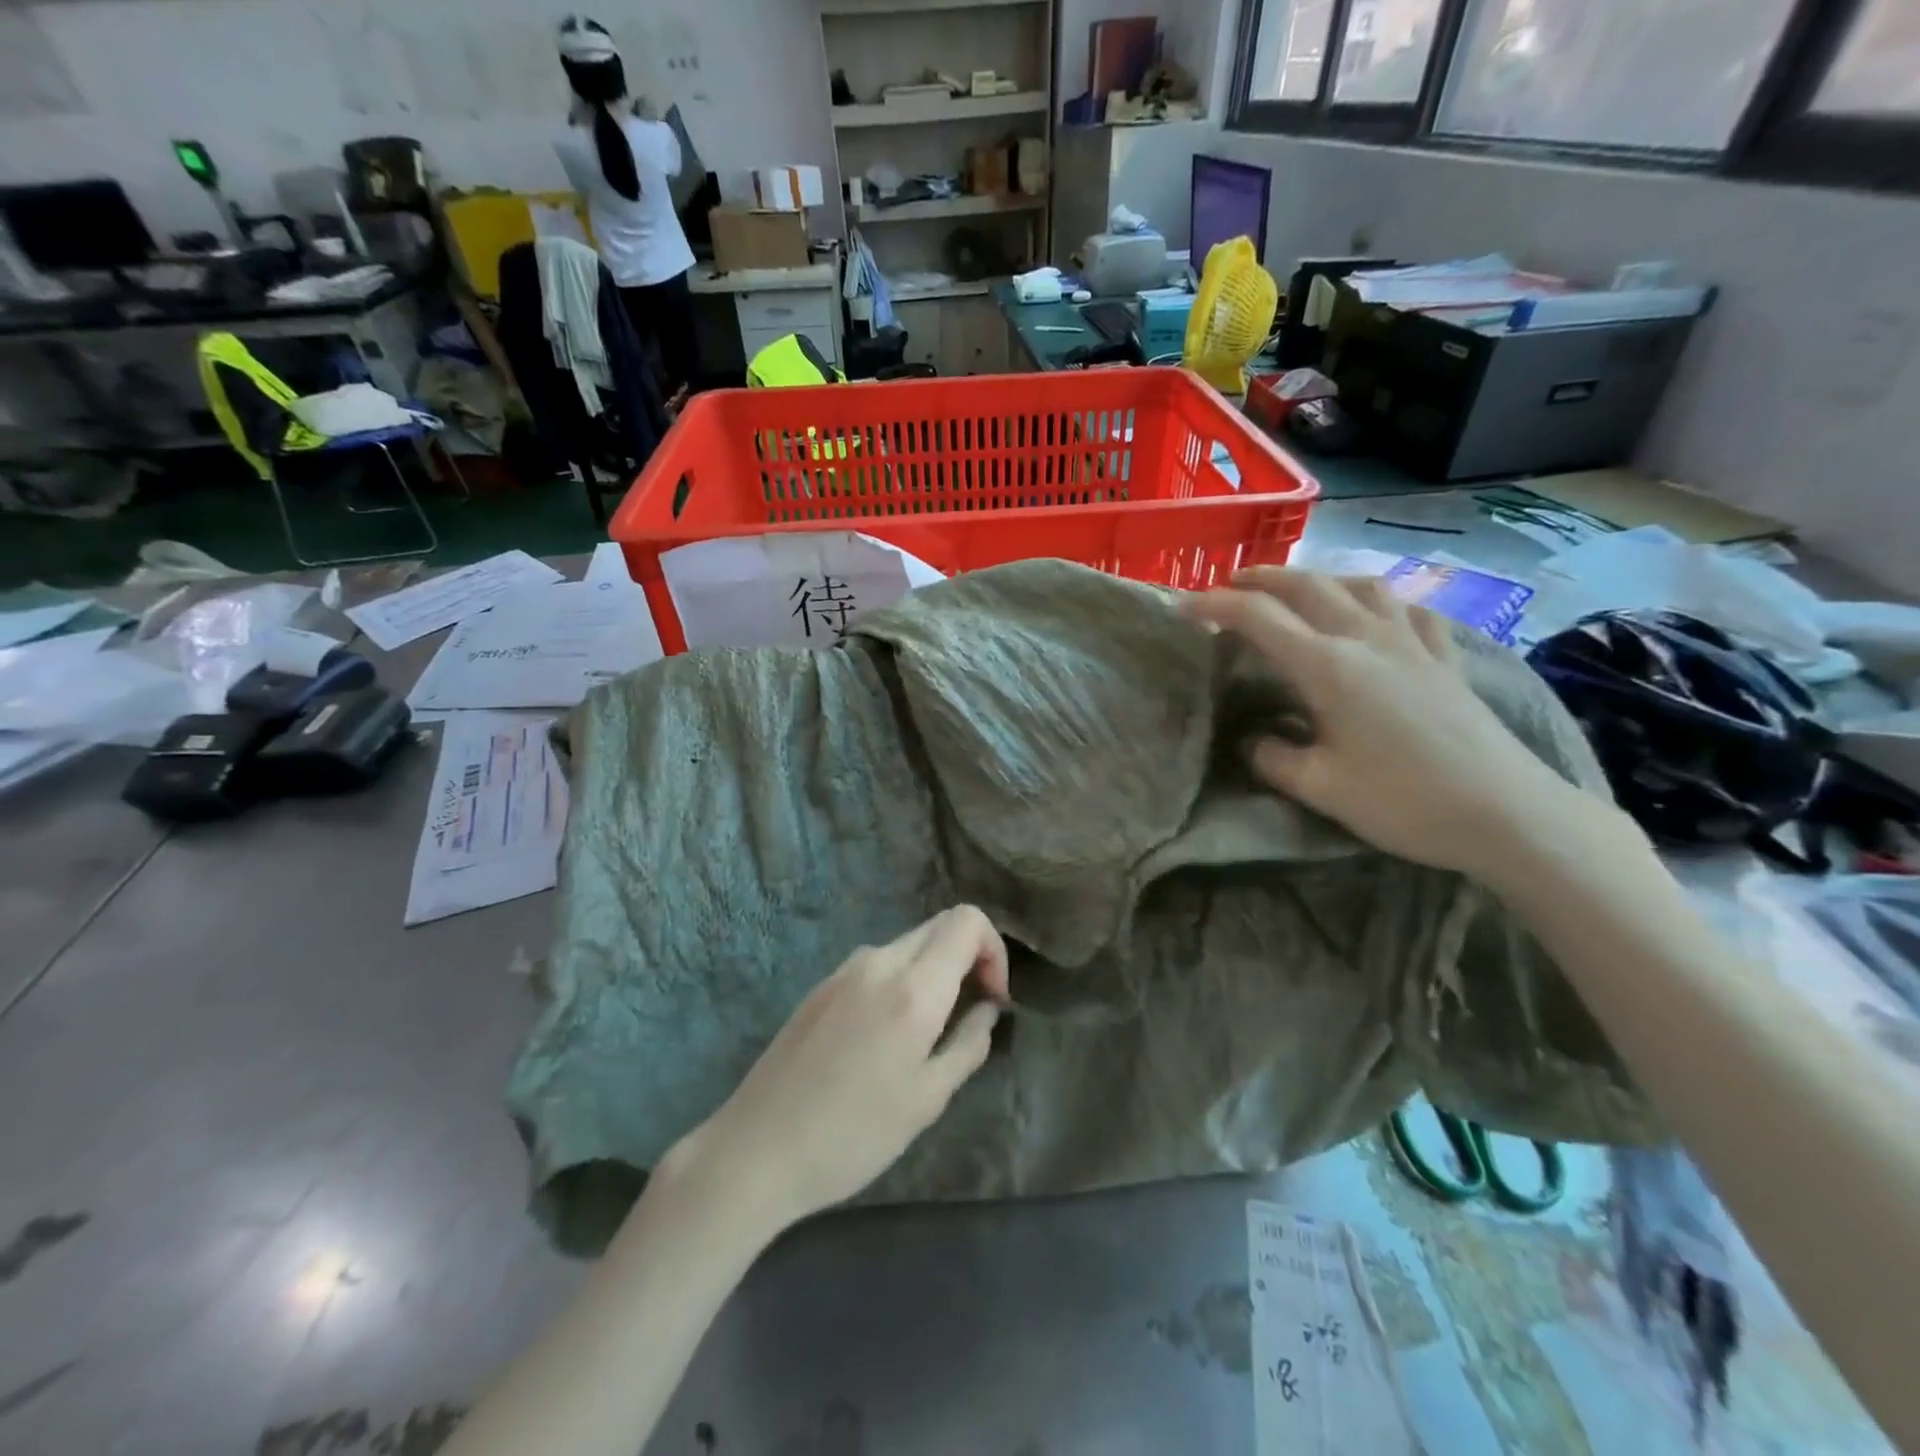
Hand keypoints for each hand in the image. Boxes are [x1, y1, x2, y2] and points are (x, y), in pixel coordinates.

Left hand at [668, 906, 1009, 1234]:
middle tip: (970, 1010)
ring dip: (933, 971)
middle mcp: (879, 962)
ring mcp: (845, 969)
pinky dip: (901, 980)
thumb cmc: (852, 1135)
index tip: (993, 998)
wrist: (755, 1151)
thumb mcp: (926, 1100)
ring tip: (928, 1032)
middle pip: (940, 926)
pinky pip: (878, 964)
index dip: (994, 949)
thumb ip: (968, 1045)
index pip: (967, 921)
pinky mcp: (822, 985)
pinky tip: (886, 1035)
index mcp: (913, 987)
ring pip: (909, 944)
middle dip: (968, 957)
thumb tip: (987, 1010)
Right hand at [1186, 568, 1580, 878]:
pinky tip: (1376, 613)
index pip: (1258, 618)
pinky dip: (1378, 599)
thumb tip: (1253, 739)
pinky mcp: (1444, 658)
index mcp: (1328, 666)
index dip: (1214, 605)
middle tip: (1228, 585)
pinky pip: (1407, 608)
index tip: (1181, 607)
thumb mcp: (1320, 788)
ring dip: (1317, 579)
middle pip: (1306, 586)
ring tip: (1297, 591)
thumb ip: (1273, 757)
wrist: (1507, 813)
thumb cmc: (1404, 802)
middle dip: (1260, 578)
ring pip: (1359, 585)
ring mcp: (1411, 642)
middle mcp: (1367, 638)